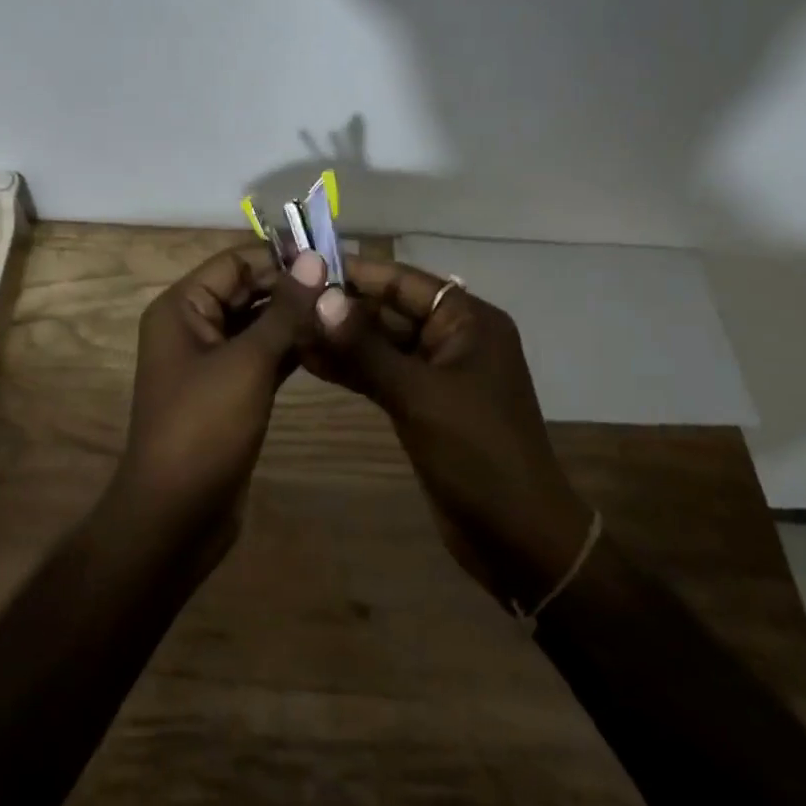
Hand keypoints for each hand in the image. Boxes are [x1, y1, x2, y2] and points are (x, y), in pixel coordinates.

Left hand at [107, 246, 329, 548]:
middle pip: (247, 290)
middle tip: (346, 289)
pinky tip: (328, 345)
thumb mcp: (248, 362)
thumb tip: (314, 257)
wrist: (176, 516)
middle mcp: (193, 325)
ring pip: (258, 324)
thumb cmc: (204, 427)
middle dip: (292, 289)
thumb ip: (284, 310)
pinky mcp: (229, 390)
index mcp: (182, 307)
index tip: (331, 261)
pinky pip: (262, 355)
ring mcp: (210, 360)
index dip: (280, 259)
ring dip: (295, 319)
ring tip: (344, 313)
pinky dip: (290, 349)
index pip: (235, 263)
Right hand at [308, 260, 593, 606]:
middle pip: (389, 310)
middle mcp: (454, 337)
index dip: (355, 271)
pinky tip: (310, 362)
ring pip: (381, 343)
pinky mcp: (424, 404)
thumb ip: (365, 347)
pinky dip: (351, 368)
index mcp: (468, 320)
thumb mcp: (417, 395)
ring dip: (341, 339)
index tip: (306, 265)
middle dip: (341, 308)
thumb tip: (319, 297)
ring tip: (288, 329)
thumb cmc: (477, 454)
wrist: (518, 539)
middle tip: (287, 302)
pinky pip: (382, 373)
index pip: (403, 281)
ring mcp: (438, 372)